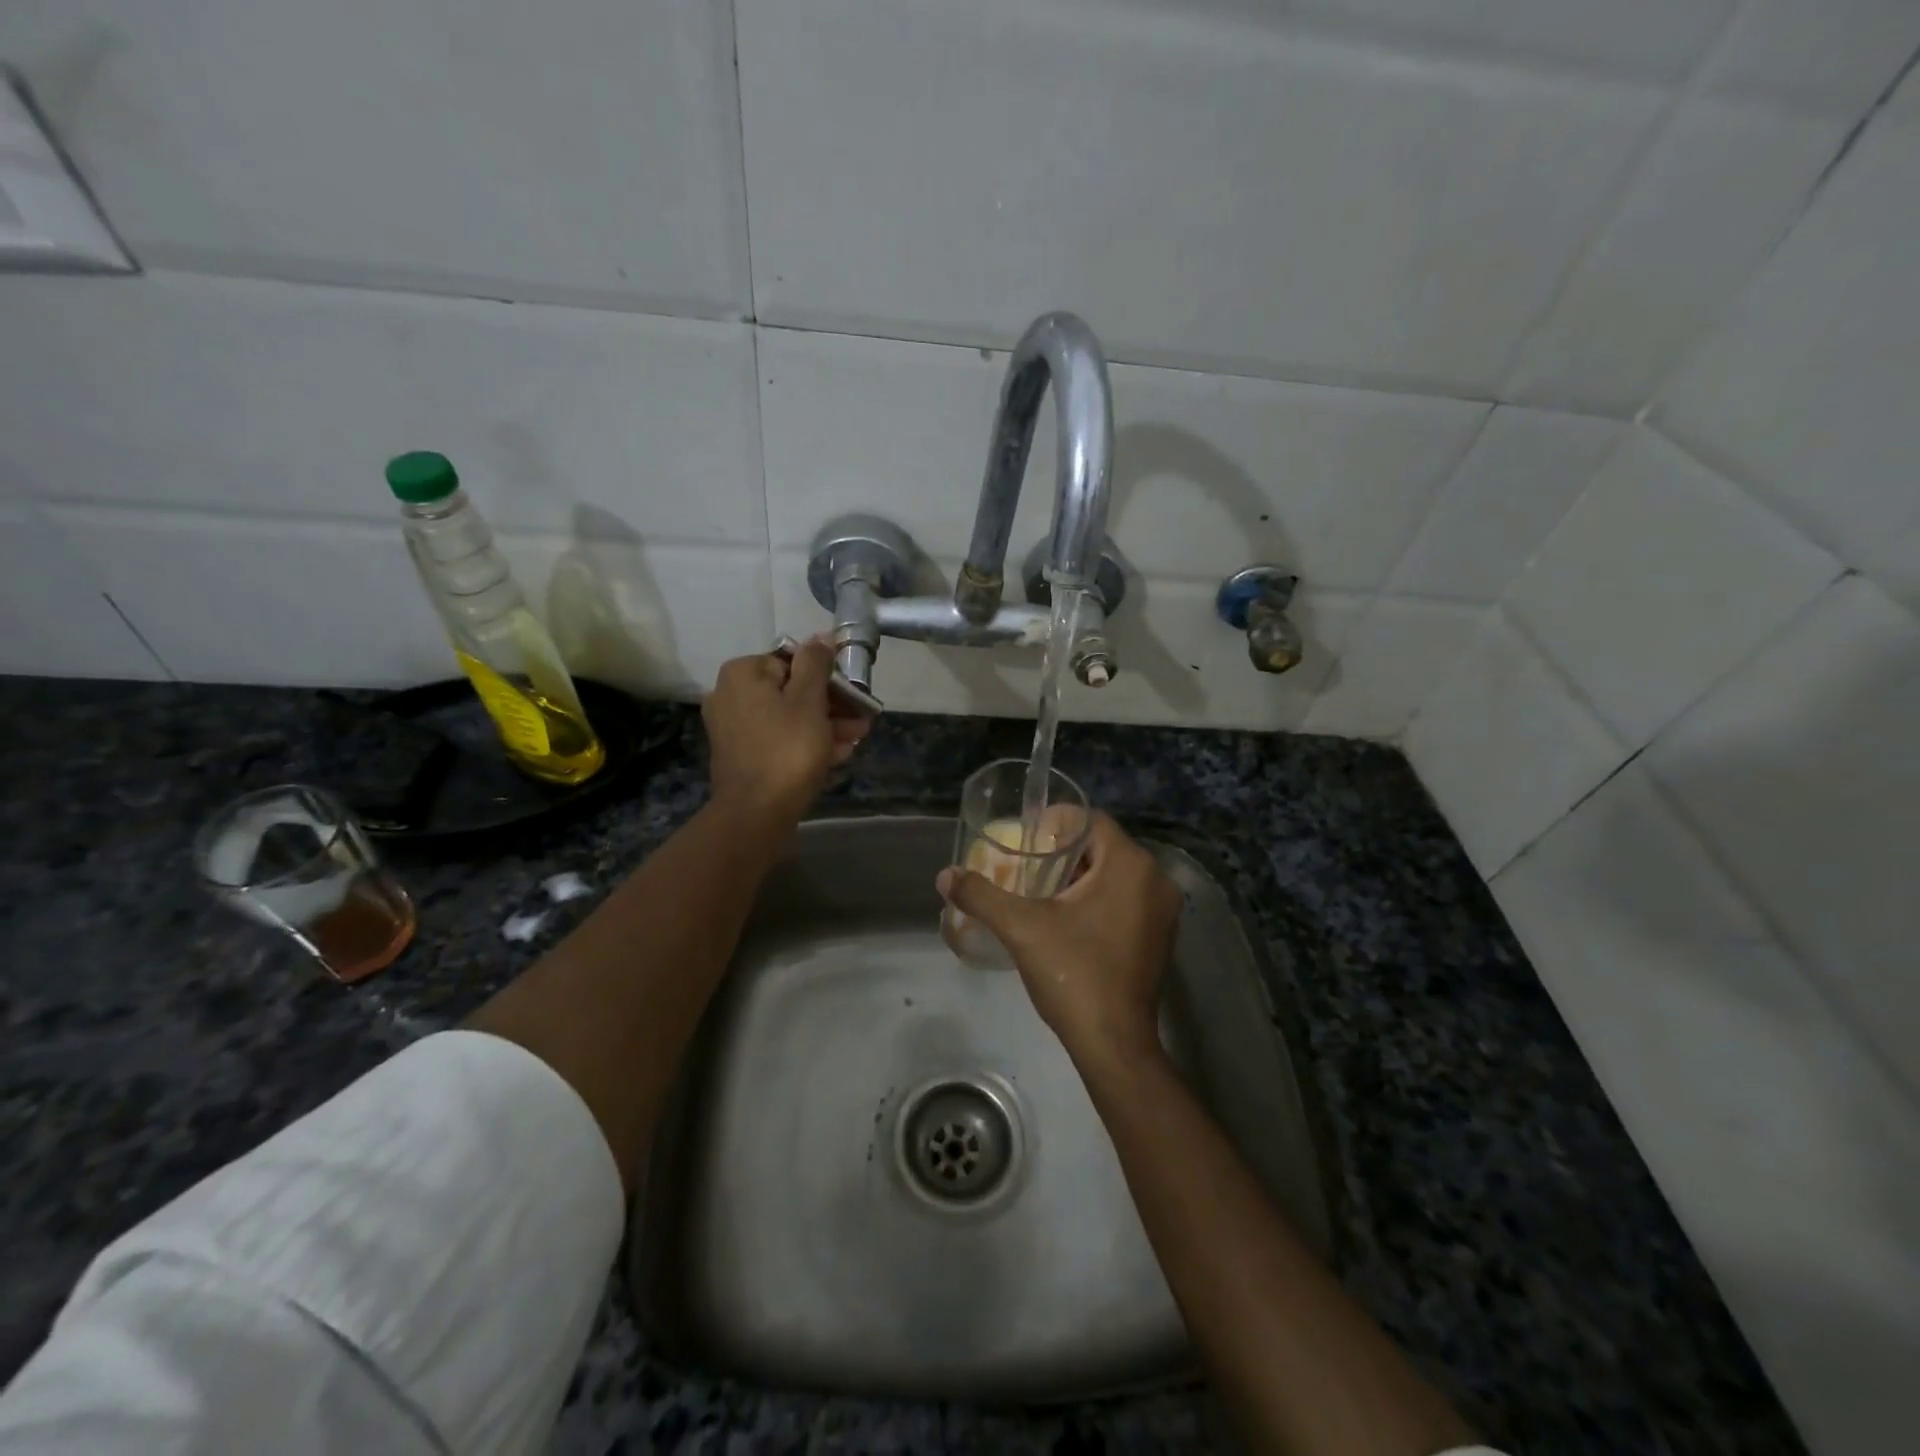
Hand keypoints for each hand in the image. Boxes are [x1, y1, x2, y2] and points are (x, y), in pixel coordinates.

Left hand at [703, 638, 869, 821]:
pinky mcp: (741, 754)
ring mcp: (733, 727)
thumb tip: (821, 636)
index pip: (793, 660)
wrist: (757, 812)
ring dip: (824, 725)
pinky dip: (805, 742)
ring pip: (788, 716)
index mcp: (743, 673)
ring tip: (857, 738)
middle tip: (862, 719)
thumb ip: (816, 664)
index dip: (827, 676)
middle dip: (830, 704)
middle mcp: (730, 694)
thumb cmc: (788, 749)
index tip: (853, 693)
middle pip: (791, 690)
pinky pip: (778, 738)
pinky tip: (838, 753)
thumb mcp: (809, 700)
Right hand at [936, 813, 1181, 1063]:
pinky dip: (1100, 898)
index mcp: (1131, 865)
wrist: (1114, 1044)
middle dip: (1064, 852)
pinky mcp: (1161, 936)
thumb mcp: (1021, 928)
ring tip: (1041, 889)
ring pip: (1116, 874)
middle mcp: (1156, 880)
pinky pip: (1127, 898)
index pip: (1090, 820)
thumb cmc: (1073, 975)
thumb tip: (945, 875)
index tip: (1025, 838)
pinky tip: (1068, 918)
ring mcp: (1164, 911)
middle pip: (1103, 846)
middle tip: (1027, 864)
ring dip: (1081, 876)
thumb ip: (982, 895)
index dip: (1055, 823)